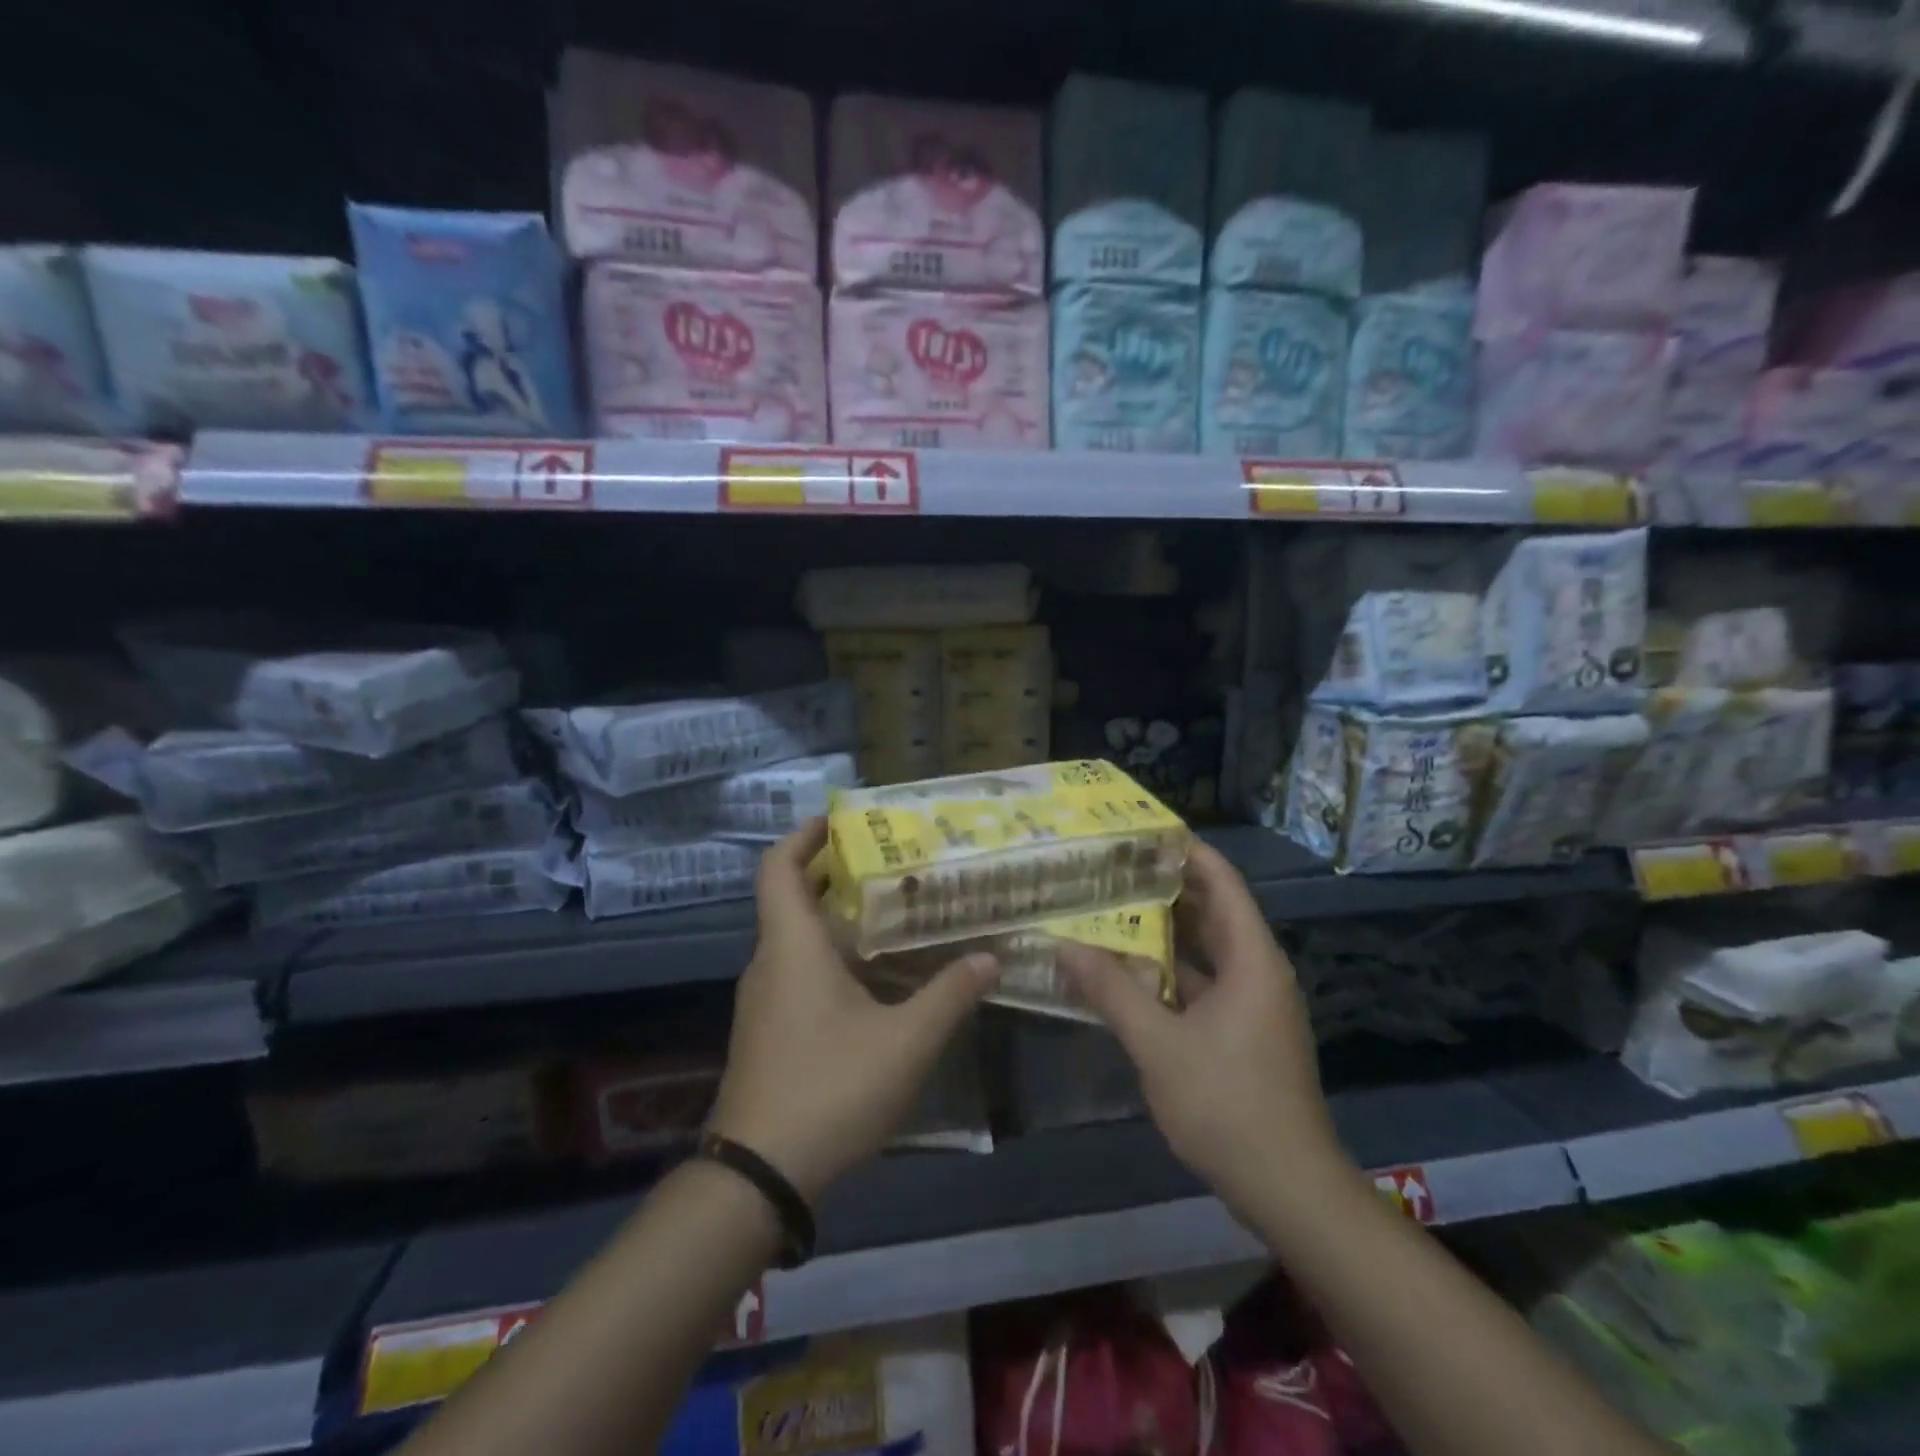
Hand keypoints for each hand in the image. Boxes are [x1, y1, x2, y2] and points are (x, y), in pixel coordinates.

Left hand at [708, 820, 1000, 1203]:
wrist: (758, 1177)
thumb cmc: (830, 1089)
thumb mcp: (906, 1041)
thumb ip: (950, 995)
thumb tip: (989, 957)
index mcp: (792, 946)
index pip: (778, 867)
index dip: (804, 835)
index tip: (841, 820)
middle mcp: (770, 963)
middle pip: (792, 897)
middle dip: (835, 873)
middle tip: (888, 861)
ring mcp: (764, 1001)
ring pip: (797, 938)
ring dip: (836, 917)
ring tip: (892, 912)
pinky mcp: (768, 1032)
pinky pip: (798, 971)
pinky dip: (831, 956)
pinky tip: (875, 976)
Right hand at [1059, 841, 1345, 1212]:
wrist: (1288, 1189)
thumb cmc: (1227, 1104)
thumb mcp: (1158, 1044)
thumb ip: (1111, 990)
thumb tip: (1064, 944)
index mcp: (1251, 959)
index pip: (1222, 882)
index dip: (1187, 851)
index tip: (1142, 830)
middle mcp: (1257, 972)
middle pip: (1212, 912)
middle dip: (1165, 887)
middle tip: (1111, 868)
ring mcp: (1252, 1006)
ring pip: (1204, 951)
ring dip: (1163, 933)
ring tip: (1111, 910)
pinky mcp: (1243, 1034)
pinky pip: (1202, 984)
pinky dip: (1168, 973)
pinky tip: (1127, 974)